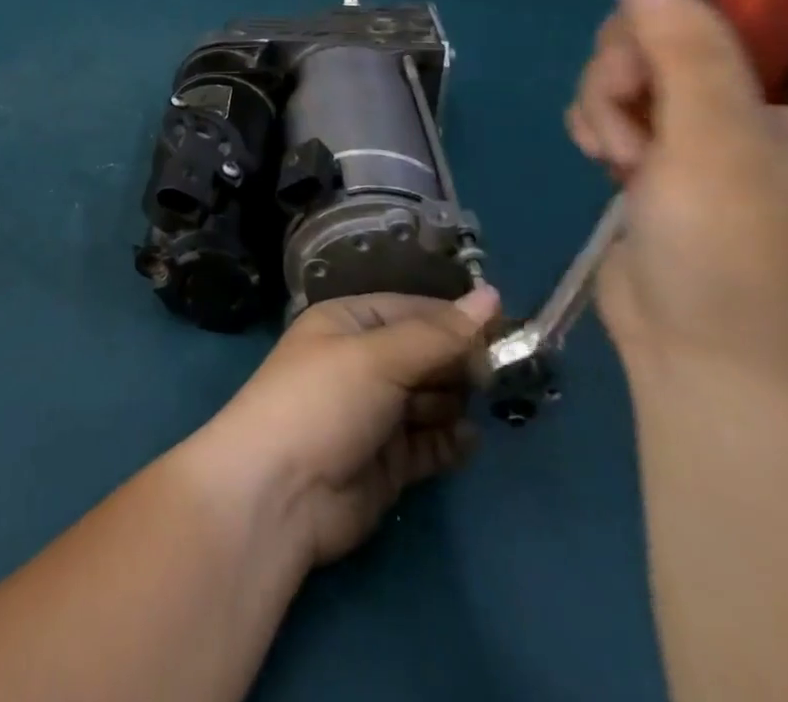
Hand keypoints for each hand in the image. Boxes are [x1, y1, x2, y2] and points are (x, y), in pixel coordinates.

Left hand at [194, 286, 499, 567]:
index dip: (455, 319)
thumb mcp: (378, 357)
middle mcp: (362, 361)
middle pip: (425, 353)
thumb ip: (438, 335)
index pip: (411, 310)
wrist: (280, 492)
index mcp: (349, 322)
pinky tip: (468, 439)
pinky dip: (451, 440)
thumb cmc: (323, 401)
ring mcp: (376, 413)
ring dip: (457, 400)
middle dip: (459, 362)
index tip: (507, 329)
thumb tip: (492, 296)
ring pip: (431, 397)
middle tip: (500, 374)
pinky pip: (431, 442)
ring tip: (481, 404)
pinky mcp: (389, 462)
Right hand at [567, 0, 787, 394]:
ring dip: (609, 94)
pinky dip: (598, 120)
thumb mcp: (719, 142)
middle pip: (693, 19)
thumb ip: (683, 44)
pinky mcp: (658, 152)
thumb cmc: (743, 260)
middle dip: (640, 49)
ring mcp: (709, 128)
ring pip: (638, 59)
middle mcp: (772, 102)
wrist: (703, 367)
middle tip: (634, 99)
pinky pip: (613, 99)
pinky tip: (601, 158)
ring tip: (619, 152)